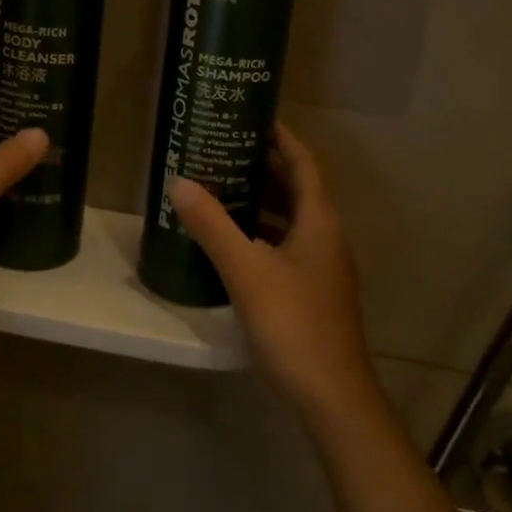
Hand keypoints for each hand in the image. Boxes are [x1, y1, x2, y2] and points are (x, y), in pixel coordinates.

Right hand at [171, 123, 380, 420]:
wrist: (332, 395)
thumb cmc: (293, 322)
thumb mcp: (246, 270)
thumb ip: (212, 225)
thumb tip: (179, 181)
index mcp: (319, 220)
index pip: (303, 162)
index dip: (281, 137)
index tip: (252, 116)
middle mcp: (326, 235)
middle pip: (297, 187)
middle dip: (264, 165)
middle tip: (224, 148)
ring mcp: (323, 265)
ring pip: (292, 217)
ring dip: (262, 199)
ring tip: (222, 185)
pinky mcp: (314, 289)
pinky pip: (287, 243)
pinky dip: (262, 231)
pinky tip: (233, 240)